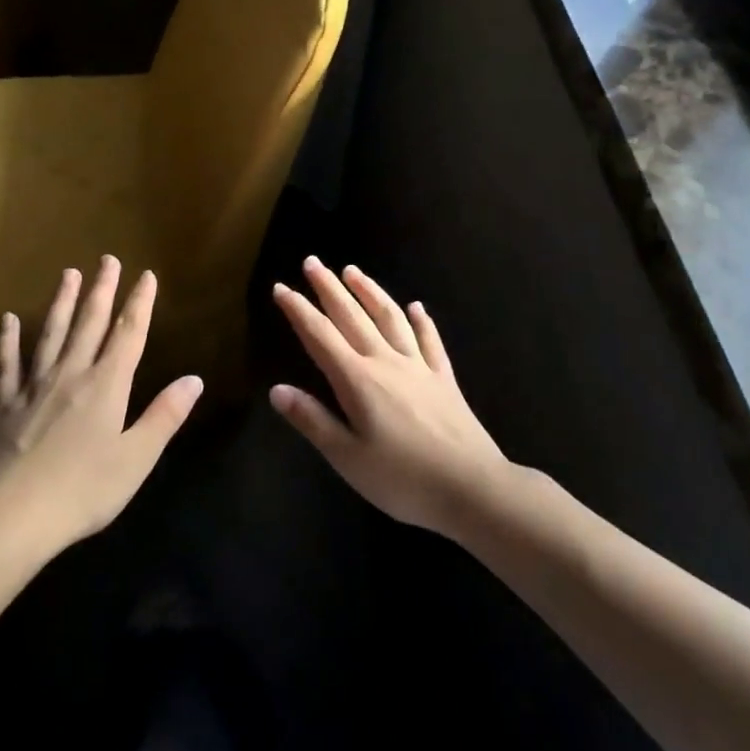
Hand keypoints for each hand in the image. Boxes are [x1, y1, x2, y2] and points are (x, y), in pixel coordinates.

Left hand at [0, 257, 202, 549]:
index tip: (146, 275)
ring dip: (62, 302)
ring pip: (52, 334)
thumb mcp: (136, 458)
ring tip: (68, 273)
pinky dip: (9, 340)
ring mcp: (35, 387)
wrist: (13, 514)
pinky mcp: (7, 405)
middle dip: (102, 290)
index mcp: (106, 386)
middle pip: (90, 324)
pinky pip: (9, 364)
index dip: (139, 303)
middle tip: (107, 259)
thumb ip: (164, 416)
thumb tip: (194, 379)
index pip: (128, 334)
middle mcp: (72, 375)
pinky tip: (10, 320)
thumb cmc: (84, 490)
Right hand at [270, 258, 506, 537]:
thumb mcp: (347, 457)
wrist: (473, 488)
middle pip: (353, 317)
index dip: (298, 310)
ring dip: (370, 292)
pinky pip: (430, 341)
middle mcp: (386, 363)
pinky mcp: (444, 379)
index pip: (320, 336)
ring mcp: (419, 368)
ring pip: (390, 319)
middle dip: (329, 288)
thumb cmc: (403, 479)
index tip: (281, 287)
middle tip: (313, 262)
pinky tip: (417, 307)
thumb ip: (312, 420)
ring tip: (353, 271)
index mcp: (358, 380)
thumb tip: (276, 389)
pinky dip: (422, 321)